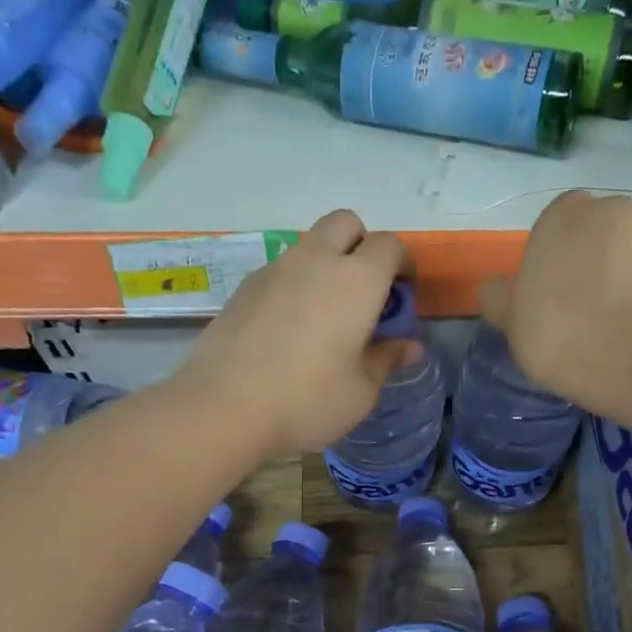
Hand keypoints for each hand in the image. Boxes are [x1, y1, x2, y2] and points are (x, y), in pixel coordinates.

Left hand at [178, 210, 419, 459]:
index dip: (403, 265)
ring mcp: (274, 270)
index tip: (402, 297)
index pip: (389, 246)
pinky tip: (287, 332)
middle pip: (345, 223)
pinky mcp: (244, 288)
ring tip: (324, 318)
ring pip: (309, 246)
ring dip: (325, 266)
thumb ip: (387, 359)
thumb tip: (408, 346)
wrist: (223, 408)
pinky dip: (295, 286)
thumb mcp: (361, 392)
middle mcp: (315, 261)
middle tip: (364, 294)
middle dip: (362, 246)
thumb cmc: (307, 401)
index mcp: (356, 281)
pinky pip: (280, 272)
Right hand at [479, 192, 631, 409]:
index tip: (551, 291)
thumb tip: (495, 288)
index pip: (558, 221)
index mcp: (566, 213)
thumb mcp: (508, 320)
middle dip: (595, 260)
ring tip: (617, 325)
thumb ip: (498, 297)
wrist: (629, 359)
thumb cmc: (556, 332)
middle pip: (601, 233)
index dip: (555, 255)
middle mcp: (616, 210)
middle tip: (583, 308)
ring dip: (628, 277)